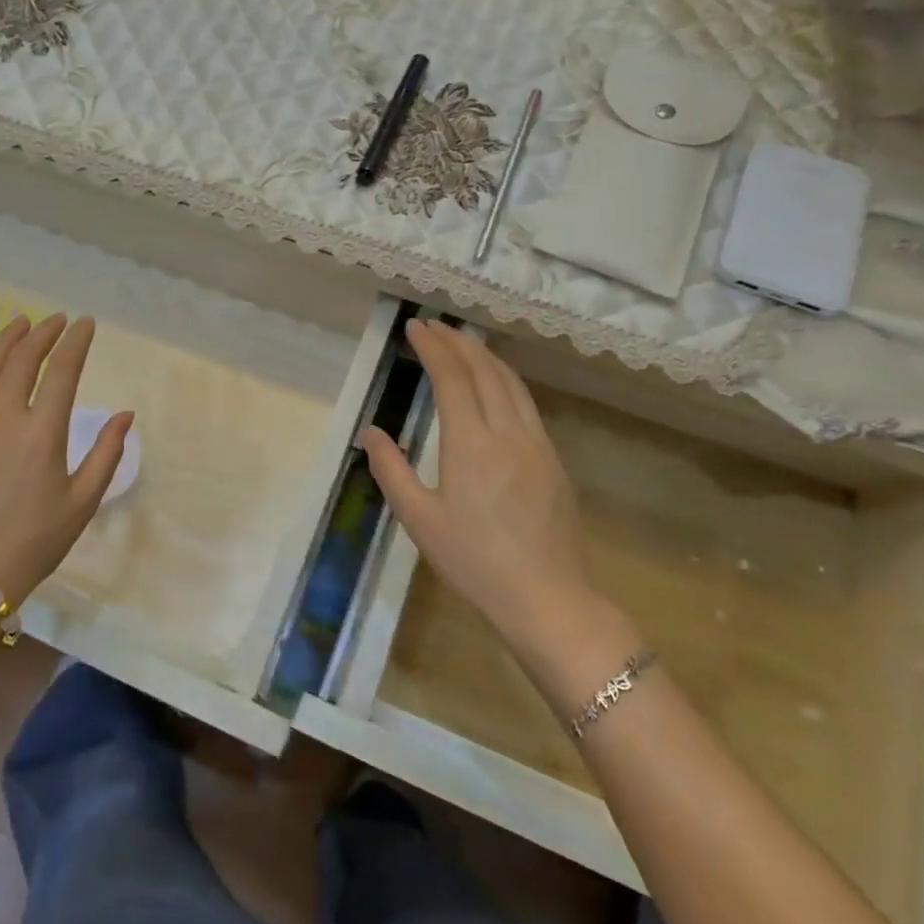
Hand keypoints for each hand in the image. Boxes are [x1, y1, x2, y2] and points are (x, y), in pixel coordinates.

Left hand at [0, 313, 133, 604]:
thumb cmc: (32, 542)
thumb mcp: (82, 503)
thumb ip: (106, 454)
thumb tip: (125, 415)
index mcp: (42, 433)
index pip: (63, 370)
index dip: (76, 341)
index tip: (85, 324)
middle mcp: (1, 417)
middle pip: (23, 358)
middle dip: (44, 333)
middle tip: (56, 321)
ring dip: (6, 339)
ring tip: (20, 323)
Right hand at [362, 319, 598, 635]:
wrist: (547, 597)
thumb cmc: (474, 561)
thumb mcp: (419, 519)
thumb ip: (391, 470)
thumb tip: (370, 433)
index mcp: (470, 443)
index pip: (452, 377)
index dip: (433, 347)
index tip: (415, 328)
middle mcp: (507, 432)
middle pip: (484, 370)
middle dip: (457, 342)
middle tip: (434, 326)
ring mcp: (537, 443)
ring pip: (511, 382)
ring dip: (485, 355)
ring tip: (462, 342)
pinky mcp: (552, 458)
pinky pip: (526, 402)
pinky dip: (505, 379)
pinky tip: (495, 383)